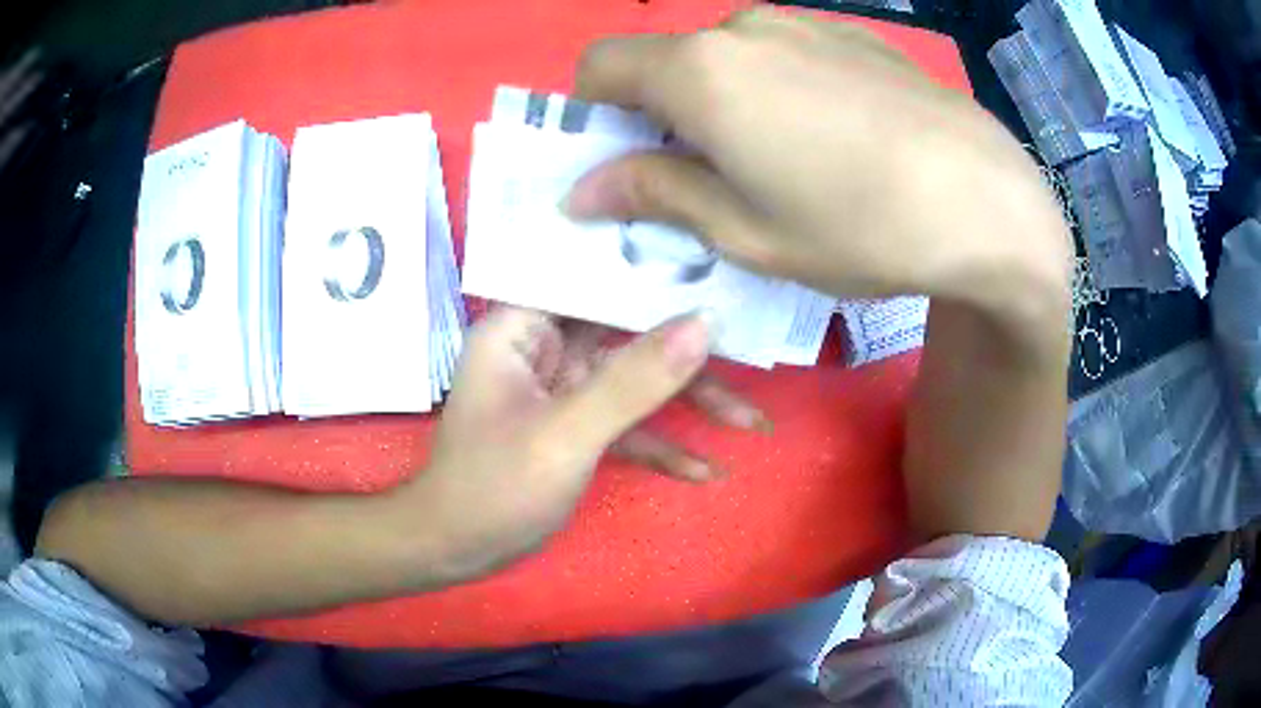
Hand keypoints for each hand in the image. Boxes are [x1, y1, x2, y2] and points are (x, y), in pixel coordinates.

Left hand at [405, 307, 769, 578]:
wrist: (458, 551)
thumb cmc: (495, 488)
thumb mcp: (567, 434)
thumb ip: (634, 380)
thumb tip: (704, 323)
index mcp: (523, 327)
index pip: (594, 279)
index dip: (654, 274)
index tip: (717, 275)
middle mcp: (544, 348)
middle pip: (627, 333)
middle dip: (689, 356)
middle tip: (753, 360)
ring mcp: (563, 390)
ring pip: (636, 381)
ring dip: (689, 404)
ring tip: (751, 423)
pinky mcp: (575, 427)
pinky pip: (627, 424)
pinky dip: (663, 445)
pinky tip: (705, 470)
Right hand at [565, 8, 1069, 308]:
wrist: (990, 202)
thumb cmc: (861, 227)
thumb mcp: (745, 232)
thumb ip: (655, 194)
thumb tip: (583, 188)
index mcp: (701, 70)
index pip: (600, 66)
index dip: (592, 114)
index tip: (622, 161)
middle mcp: (744, 28)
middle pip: (667, 61)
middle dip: (662, 114)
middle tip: (706, 178)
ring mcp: (804, 24)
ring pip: (729, 57)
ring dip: (724, 102)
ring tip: (781, 163)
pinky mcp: (853, 37)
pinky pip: (787, 55)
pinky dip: (779, 89)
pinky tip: (834, 138)